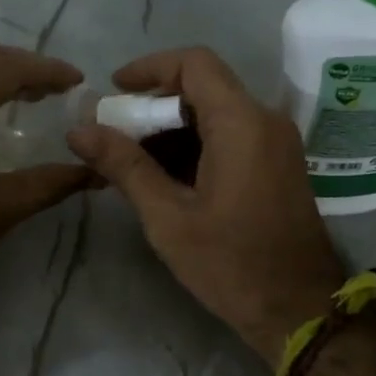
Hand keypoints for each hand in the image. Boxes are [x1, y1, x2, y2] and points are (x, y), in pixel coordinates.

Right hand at [67, 46, 344, 361]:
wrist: (298, 311)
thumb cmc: (231, 265)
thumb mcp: (168, 217)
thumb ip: (125, 166)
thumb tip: (78, 130)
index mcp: (242, 124)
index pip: (194, 64)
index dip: (149, 69)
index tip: (113, 93)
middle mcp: (265, 121)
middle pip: (203, 87)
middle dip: (153, 107)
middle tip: (112, 137)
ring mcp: (275, 144)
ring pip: (215, 114)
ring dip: (171, 130)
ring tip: (129, 163)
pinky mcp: (276, 165)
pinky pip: (230, 137)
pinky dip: (194, 146)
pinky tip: (163, 179)